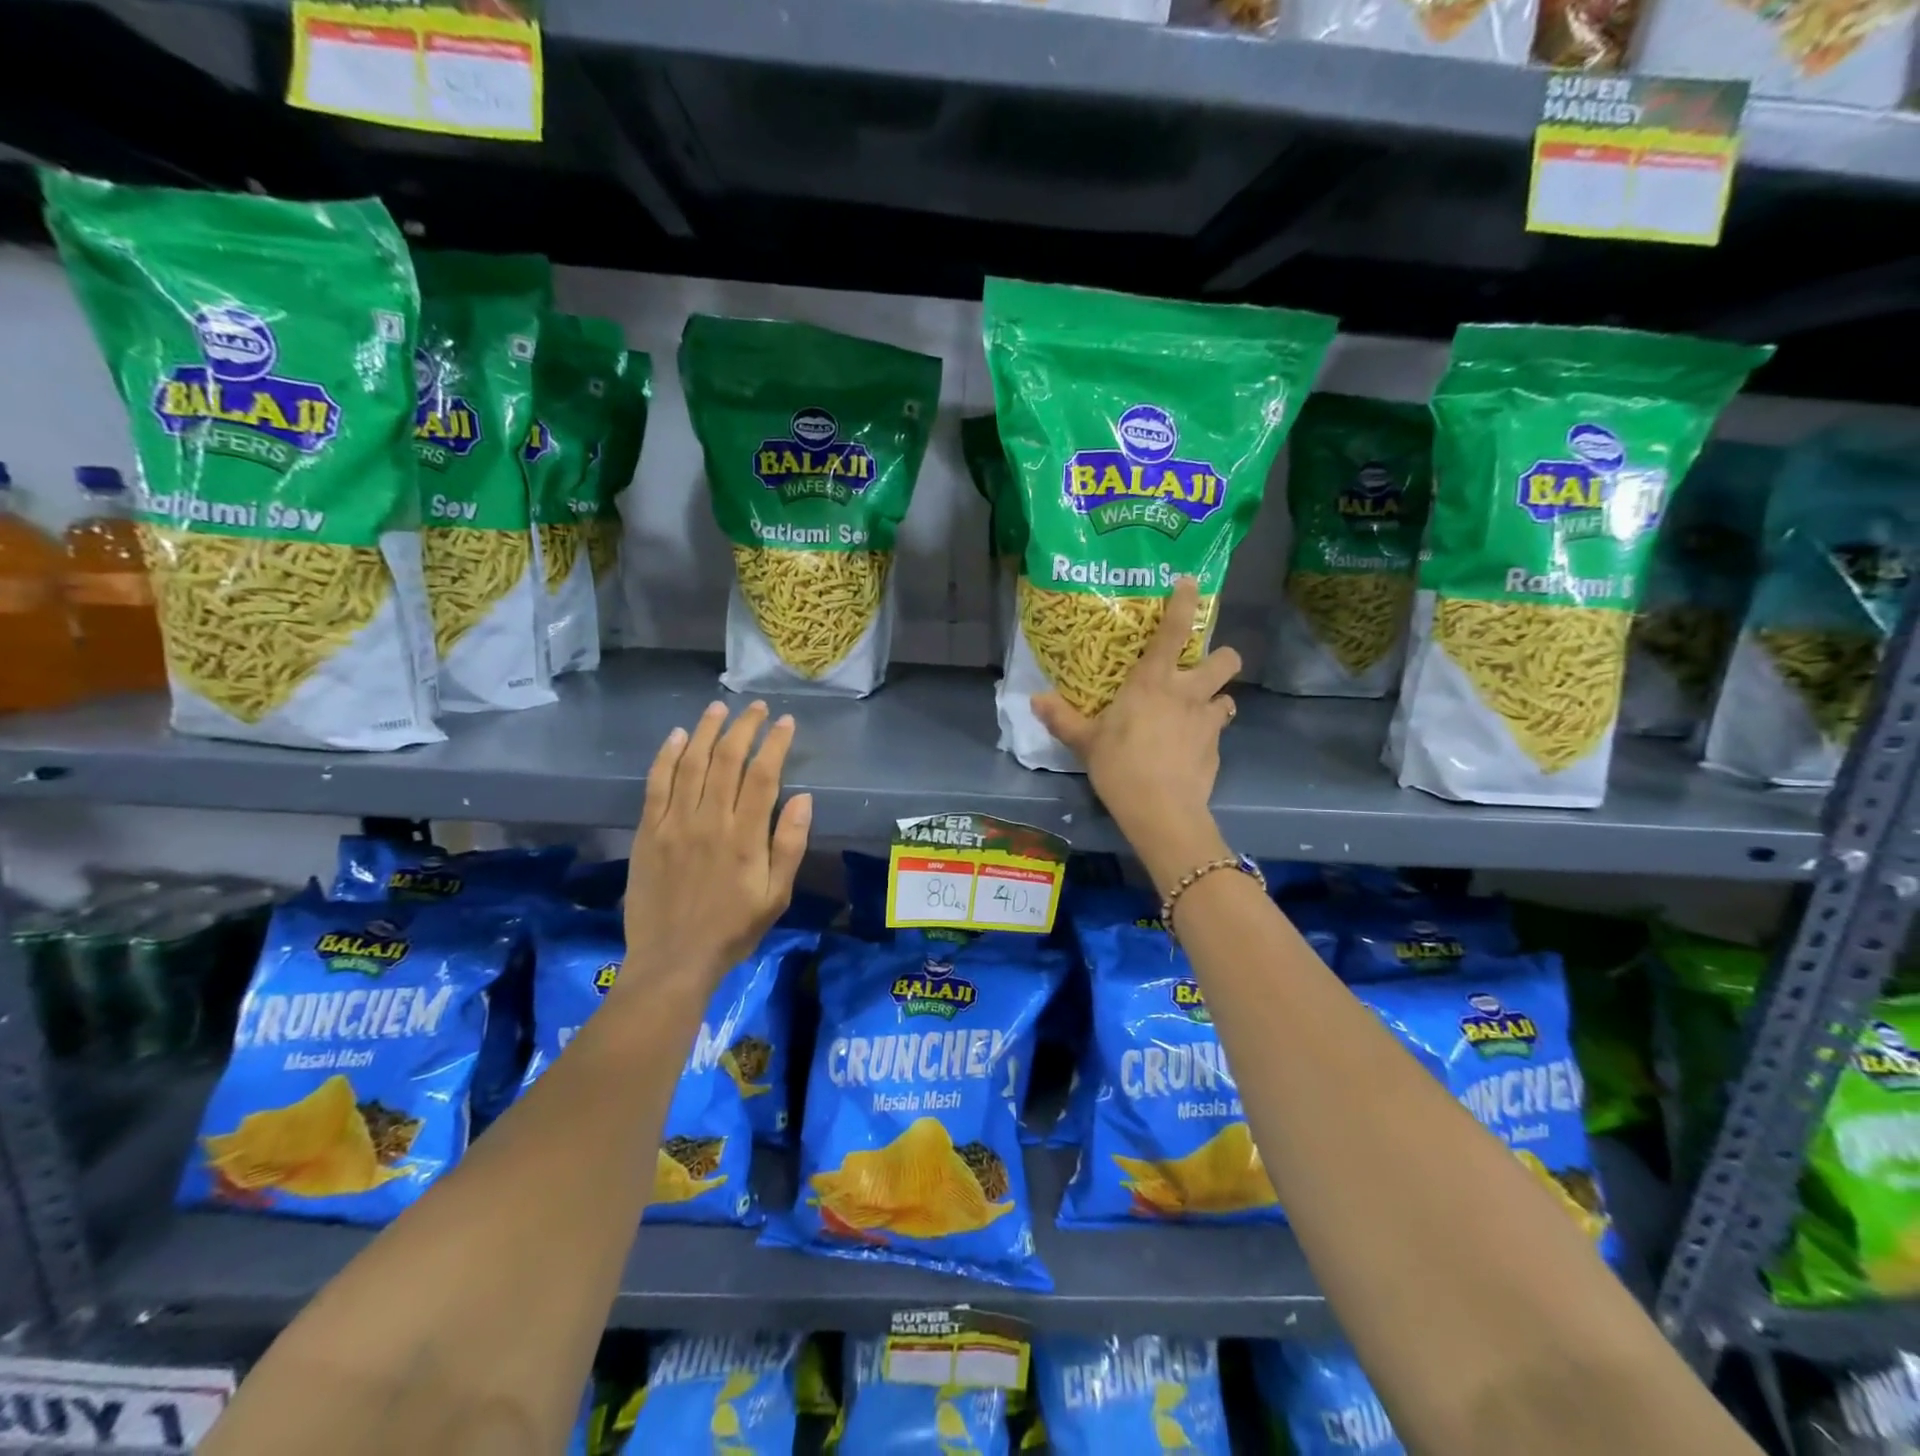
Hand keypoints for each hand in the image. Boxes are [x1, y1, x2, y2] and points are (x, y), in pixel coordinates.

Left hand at [622, 700, 812, 986]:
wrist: (672, 960)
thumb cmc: (732, 930)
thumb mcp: (776, 896)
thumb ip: (789, 846)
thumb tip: (803, 799)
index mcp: (744, 837)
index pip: (763, 775)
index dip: (775, 744)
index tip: (785, 722)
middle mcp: (709, 821)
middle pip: (726, 760)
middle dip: (744, 728)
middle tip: (756, 708)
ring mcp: (674, 824)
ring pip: (690, 764)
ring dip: (705, 731)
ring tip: (718, 709)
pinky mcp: (648, 832)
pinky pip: (656, 785)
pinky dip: (666, 757)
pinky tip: (676, 737)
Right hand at [1032, 578, 1237, 887]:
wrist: (1161, 811)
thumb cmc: (1120, 766)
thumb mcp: (1085, 742)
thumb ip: (1062, 718)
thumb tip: (1035, 699)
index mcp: (1153, 682)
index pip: (1174, 631)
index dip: (1184, 602)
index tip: (1190, 582)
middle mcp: (1188, 693)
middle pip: (1225, 659)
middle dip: (1221, 657)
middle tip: (1202, 668)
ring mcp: (1207, 722)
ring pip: (1229, 697)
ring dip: (1216, 700)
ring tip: (1198, 713)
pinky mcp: (1218, 750)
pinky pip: (1218, 732)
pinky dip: (1207, 735)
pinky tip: (1190, 751)